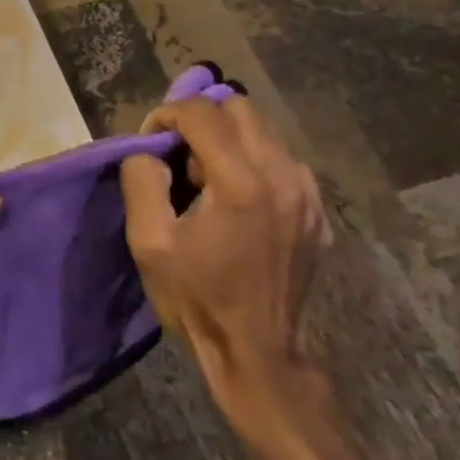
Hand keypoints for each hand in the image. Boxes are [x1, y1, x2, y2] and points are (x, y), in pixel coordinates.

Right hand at [120, 94, 332, 425]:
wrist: (258, 352)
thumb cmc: (197, 298)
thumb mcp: (149, 241)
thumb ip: (142, 179)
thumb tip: (150, 151)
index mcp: (240, 182)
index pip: (201, 112)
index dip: (166, 115)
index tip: (150, 142)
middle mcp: (282, 176)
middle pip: (239, 107)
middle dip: (200, 119)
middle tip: (178, 156)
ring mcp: (307, 193)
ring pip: (263, 130)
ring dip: (227, 138)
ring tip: (206, 179)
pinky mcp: (317, 210)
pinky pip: (281, 160)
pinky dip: (252, 160)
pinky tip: (236, 198)